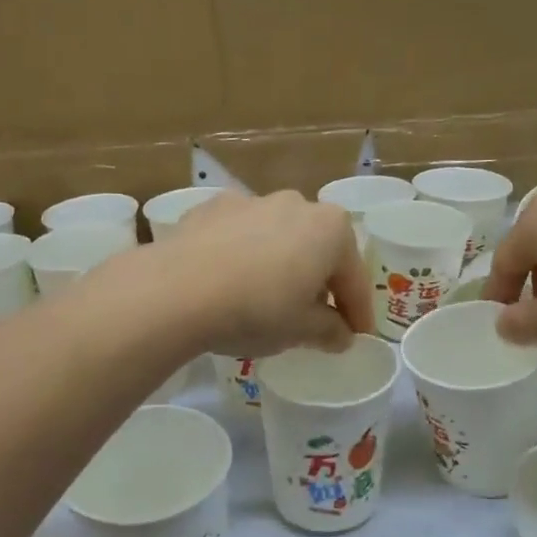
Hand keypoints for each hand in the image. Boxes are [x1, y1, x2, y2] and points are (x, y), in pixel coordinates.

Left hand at [159, 191, 374, 357]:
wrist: (178, 289)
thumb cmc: (257, 308)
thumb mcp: (302, 330)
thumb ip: (330, 330)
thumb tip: (341, 335)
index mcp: (331, 228)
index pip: (354, 277)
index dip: (358, 312)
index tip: (358, 336)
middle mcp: (295, 204)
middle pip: (317, 249)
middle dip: (319, 282)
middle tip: (315, 317)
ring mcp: (251, 201)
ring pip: (278, 238)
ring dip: (280, 265)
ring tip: (268, 298)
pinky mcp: (211, 209)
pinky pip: (239, 236)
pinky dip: (242, 255)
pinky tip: (230, 281)